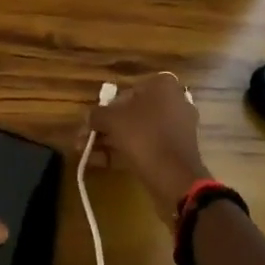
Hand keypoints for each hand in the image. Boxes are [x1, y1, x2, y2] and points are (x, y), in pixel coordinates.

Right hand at [78, 71, 211, 223]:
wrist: (174, 178)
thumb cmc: (144, 136)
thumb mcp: (112, 120)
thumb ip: (97, 114)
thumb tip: (90, 118)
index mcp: (163, 86)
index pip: (128, 89)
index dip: (108, 105)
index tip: (95, 120)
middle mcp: (174, 102)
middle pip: (132, 112)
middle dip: (106, 127)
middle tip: (86, 139)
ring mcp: (177, 128)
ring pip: (138, 131)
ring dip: (111, 141)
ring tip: (87, 154)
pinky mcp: (176, 152)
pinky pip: (147, 146)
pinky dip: (125, 152)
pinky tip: (101, 163)